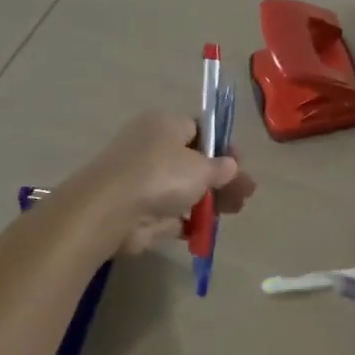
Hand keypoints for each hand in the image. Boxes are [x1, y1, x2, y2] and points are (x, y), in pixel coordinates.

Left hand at [66, 111, 255, 254]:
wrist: (110, 211)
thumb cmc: (160, 176)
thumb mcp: (201, 167)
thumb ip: (221, 168)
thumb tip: (230, 166)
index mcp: (165, 125)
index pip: (200, 130)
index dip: (223, 147)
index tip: (239, 165)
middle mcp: (152, 148)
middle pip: (195, 162)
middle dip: (222, 179)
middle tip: (245, 195)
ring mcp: (144, 180)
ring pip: (184, 188)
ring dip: (210, 200)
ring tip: (233, 212)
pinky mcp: (139, 209)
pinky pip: (170, 212)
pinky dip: (187, 219)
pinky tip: (205, 229)